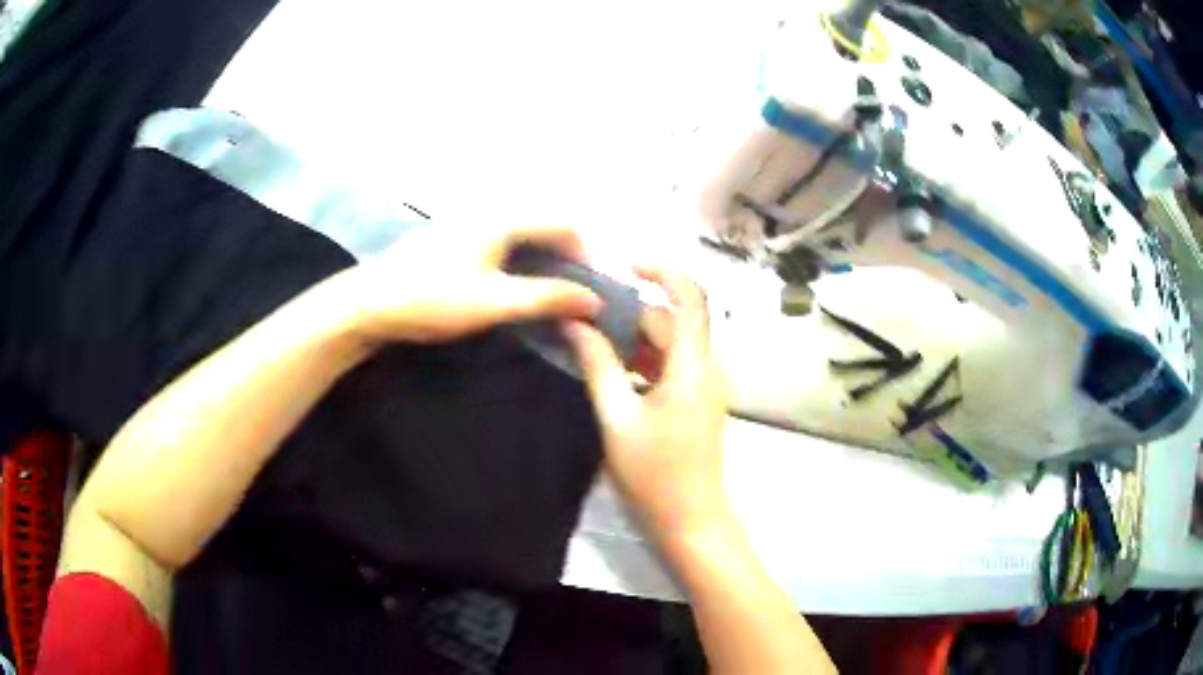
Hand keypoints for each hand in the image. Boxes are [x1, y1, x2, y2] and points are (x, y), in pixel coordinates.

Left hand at [345, 223, 601, 344]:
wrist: (367, 304)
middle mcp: (488, 212)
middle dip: (568, 257)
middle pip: (544, 226)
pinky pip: (501, 244)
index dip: (589, 254)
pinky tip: (516, 287)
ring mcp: (467, 225)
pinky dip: (520, 263)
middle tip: (579, 293)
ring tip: (554, 294)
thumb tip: (595, 300)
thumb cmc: (431, 298)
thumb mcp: (494, 302)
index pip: (563, 224)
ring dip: (544, 261)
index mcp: (502, 218)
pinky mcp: (453, 241)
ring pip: (522, 236)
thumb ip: (546, 298)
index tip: (598, 287)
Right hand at [566, 267, 730, 540]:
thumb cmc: (654, 474)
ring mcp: (704, 386)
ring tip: (590, 341)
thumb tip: (574, 322)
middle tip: (585, 315)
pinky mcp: (696, 401)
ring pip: (670, 343)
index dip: (663, 271)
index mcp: (693, 366)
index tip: (626, 264)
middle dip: (632, 312)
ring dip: (634, 338)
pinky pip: (671, 366)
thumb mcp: (617, 418)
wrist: (691, 521)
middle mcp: (706, 367)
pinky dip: (643, 361)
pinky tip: (611, 370)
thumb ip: (597, 365)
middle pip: (673, 321)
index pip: (690, 297)